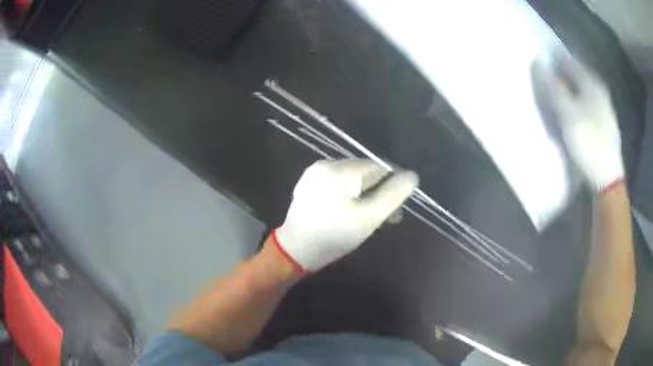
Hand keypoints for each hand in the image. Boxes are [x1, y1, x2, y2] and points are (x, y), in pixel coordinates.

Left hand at [274, 159, 418, 271]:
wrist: (296, 251)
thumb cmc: (335, 236)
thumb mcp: (369, 218)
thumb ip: (392, 195)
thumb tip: (412, 176)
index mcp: (338, 170)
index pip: (377, 166)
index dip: (392, 181)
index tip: (398, 203)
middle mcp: (325, 164)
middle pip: (363, 171)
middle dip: (378, 190)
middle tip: (388, 215)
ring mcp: (314, 173)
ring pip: (351, 177)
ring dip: (365, 193)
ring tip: (372, 215)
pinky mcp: (309, 184)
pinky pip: (337, 183)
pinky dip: (349, 193)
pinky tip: (353, 211)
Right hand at [543, 55, 623, 192]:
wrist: (607, 176)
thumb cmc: (588, 141)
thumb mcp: (567, 113)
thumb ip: (554, 87)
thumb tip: (539, 63)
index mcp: (592, 83)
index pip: (570, 61)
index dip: (556, 58)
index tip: (543, 60)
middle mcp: (600, 91)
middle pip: (580, 74)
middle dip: (565, 72)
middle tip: (550, 74)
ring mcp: (605, 108)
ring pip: (585, 89)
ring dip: (573, 87)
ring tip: (561, 91)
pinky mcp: (606, 123)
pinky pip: (590, 103)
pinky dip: (581, 100)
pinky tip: (576, 108)